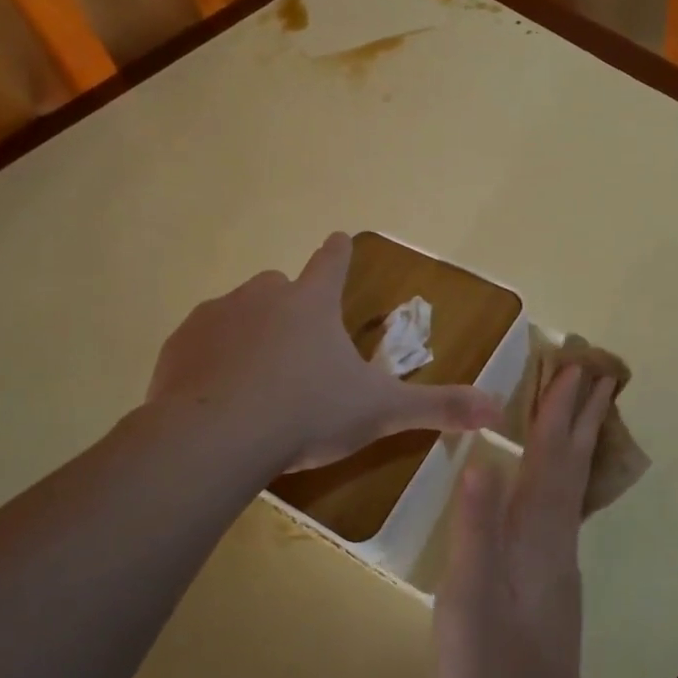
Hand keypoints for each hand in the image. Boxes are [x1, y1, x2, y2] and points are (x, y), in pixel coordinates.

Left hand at [146, 232, 498, 471]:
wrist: (216, 438)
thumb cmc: (307, 413)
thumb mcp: (381, 413)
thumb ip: (438, 408)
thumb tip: (498, 410)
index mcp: (312, 304)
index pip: (332, 262)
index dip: (339, 253)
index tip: (337, 239)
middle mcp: (263, 296)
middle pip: (280, 286)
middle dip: (290, 307)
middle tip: (298, 350)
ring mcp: (216, 317)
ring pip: (237, 313)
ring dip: (249, 334)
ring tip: (255, 381)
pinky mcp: (179, 345)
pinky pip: (200, 344)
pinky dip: (211, 361)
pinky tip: (216, 397)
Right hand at [435, 364, 616, 677]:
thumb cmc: (490, 662)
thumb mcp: (468, 596)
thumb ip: (475, 528)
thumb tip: (481, 459)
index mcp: (534, 530)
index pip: (549, 455)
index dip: (558, 410)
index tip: (573, 367)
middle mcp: (554, 533)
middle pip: (572, 461)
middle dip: (582, 413)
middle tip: (597, 370)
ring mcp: (557, 555)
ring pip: (571, 480)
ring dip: (578, 438)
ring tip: (586, 407)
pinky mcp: (551, 574)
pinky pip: (562, 501)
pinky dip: (565, 470)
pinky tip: (557, 476)